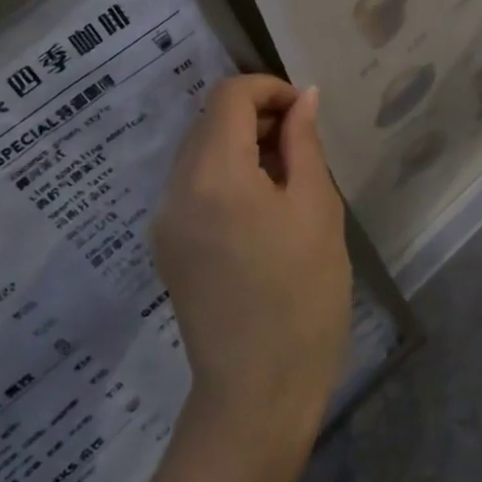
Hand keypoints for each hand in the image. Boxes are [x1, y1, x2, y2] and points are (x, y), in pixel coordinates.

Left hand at [153, 75, 352, 448]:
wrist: (257, 393)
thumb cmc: (303, 298)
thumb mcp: (317, 211)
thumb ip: (304, 144)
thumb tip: (303, 98)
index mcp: (215, 175)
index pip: (229, 96)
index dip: (269, 88)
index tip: (304, 112)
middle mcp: (176, 189)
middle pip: (209, 120)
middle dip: (256, 115)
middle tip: (302, 144)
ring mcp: (164, 219)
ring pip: (198, 151)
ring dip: (240, 144)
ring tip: (285, 175)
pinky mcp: (166, 245)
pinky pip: (192, 185)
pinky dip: (224, 174)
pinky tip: (259, 206)